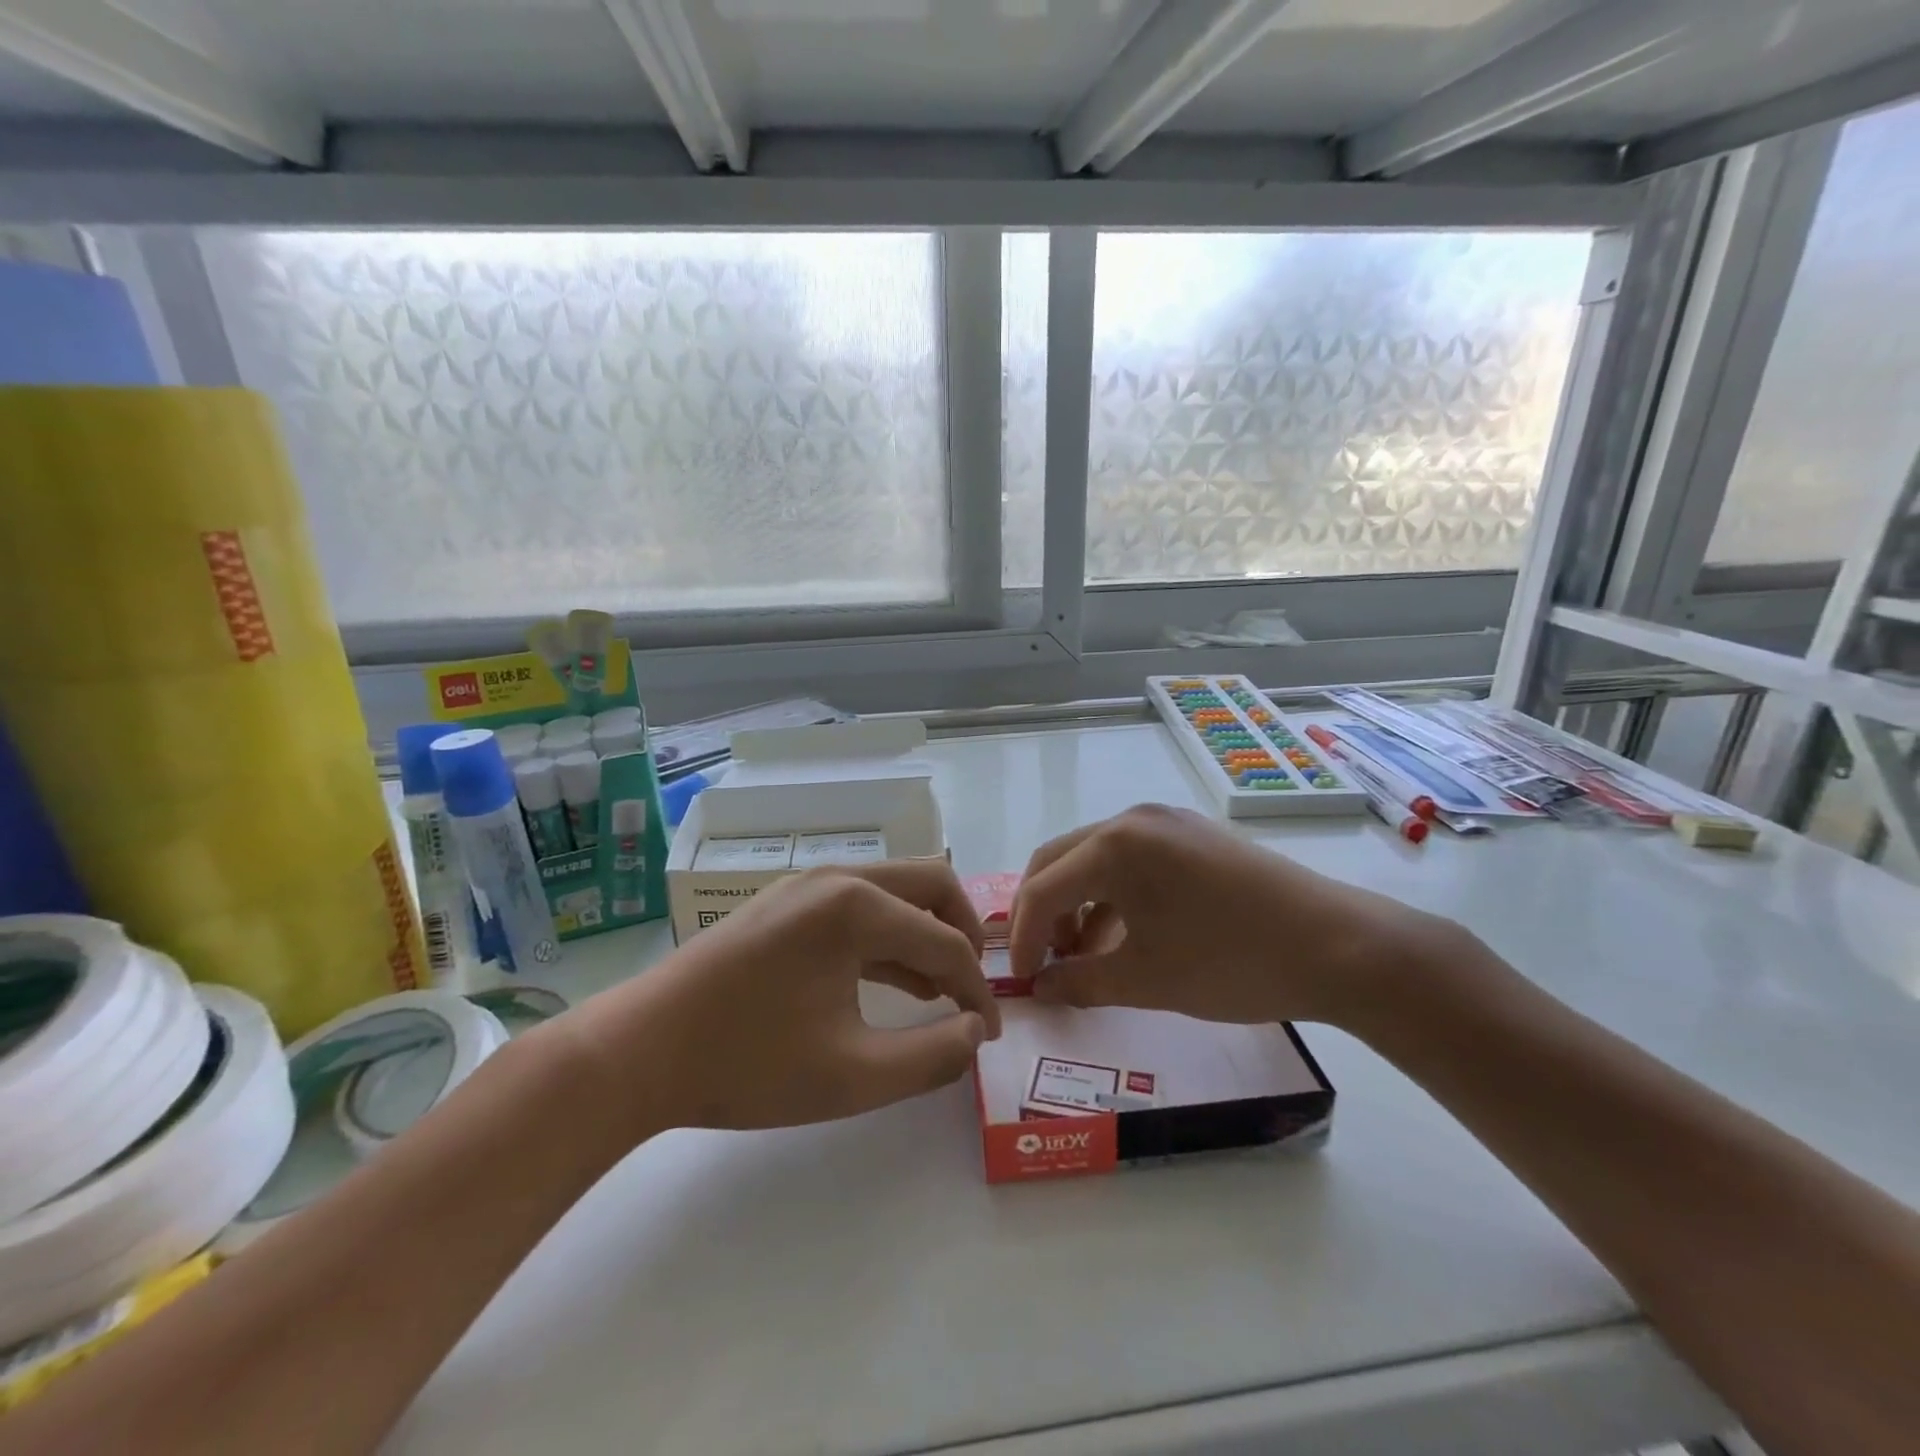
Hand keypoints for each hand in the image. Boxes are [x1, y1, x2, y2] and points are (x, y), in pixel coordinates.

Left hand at [566, 860, 1001, 1136]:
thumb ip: (932, 1057)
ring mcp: (807, 885)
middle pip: (930, 884)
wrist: (639, 1051)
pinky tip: (892, 982)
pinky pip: (857, 907)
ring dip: (925, 934)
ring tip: (939, 993)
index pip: (945, 942)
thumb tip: (975, 1033)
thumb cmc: (748, 1064)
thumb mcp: (853, 1076)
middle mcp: (837, 878)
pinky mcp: (786, 903)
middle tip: (973, 987)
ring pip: (893, 893)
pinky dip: (886, 937)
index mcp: (857, 906)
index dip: (976, 990)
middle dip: (963, 932)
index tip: (990, 1034)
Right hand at [1009, 803, 1449, 1027]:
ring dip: (1077, 904)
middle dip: (1042, 912)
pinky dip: (1113, 895)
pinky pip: (1131, 860)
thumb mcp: (1147, 980)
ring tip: (1083, 956)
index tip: (1023, 980)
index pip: (1043, 887)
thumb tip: (1041, 988)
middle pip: (1060, 861)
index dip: (1024, 936)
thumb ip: (1081, 982)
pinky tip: (1124, 935)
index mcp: (1115, 845)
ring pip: (1095, 859)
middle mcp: (1134, 820)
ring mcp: (1167, 823)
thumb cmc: (1231, 963)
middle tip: (1042, 961)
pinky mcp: (1192, 836)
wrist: (1339, 947)